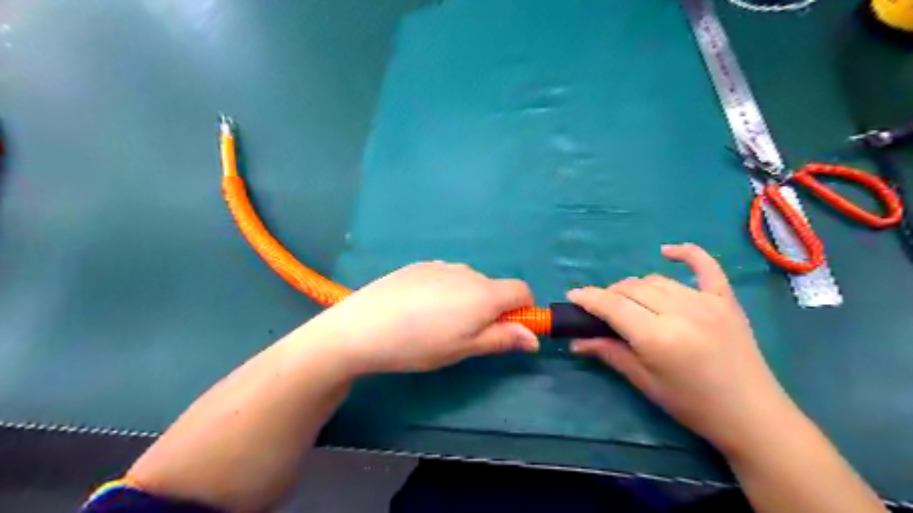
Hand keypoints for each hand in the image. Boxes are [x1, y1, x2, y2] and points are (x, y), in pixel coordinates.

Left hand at [306, 262, 535, 374]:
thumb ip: (502, 339)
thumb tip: (534, 338)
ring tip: (436, 323)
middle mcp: (468, 272)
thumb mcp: (465, 348)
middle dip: (490, 308)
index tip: (505, 330)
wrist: (363, 326)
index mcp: (485, 293)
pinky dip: (444, 291)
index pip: (522, 290)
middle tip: (463, 334)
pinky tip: (418, 309)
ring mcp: (441, 265)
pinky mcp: (419, 265)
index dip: (522, 310)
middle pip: (494, 287)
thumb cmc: (420, 344)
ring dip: (466, 299)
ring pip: (468, 282)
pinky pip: (445, 276)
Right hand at [568, 243, 791, 453]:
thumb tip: (575, 341)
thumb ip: (609, 353)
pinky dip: (686, 253)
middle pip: (632, 288)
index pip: (614, 306)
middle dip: (609, 294)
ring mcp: (706, 302)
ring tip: (628, 300)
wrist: (752, 415)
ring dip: (634, 286)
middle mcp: (681, 312)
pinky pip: (705, 266)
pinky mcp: (725, 300)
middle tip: (601, 309)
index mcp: (658, 338)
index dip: (589, 298)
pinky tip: (667, 250)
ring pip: (656, 280)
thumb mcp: (645, 382)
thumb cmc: (692, 405)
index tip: (573, 295)